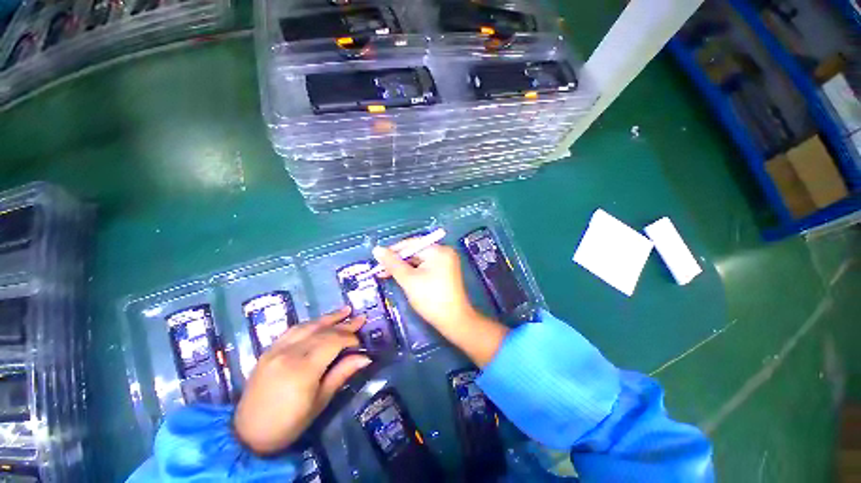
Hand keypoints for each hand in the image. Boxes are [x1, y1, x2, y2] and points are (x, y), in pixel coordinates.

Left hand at [233, 307, 370, 454]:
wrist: (247, 435)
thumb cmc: (288, 424)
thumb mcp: (319, 402)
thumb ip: (342, 374)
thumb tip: (365, 357)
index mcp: (303, 370)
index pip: (333, 342)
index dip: (350, 338)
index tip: (361, 342)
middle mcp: (289, 353)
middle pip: (322, 332)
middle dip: (344, 325)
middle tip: (361, 318)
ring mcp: (276, 349)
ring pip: (308, 326)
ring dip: (328, 318)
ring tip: (345, 310)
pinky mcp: (268, 350)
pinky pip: (293, 330)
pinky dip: (310, 323)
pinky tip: (320, 321)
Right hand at [373, 240, 507, 366]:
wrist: (453, 321)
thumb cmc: (430, 298)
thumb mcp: (408, 279)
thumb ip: (392, 263)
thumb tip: (377, 249)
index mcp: (438, 250)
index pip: (412, 243)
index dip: (393, 251)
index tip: (378, 259)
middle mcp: (444, 252)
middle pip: (416, 252)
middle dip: (398, 261)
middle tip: (381, 270)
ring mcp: (446, 263)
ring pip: (420, 261)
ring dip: (404, 267)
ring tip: (387, 275)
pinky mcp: (445, 272)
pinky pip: (426, 267)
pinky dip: (414, 272)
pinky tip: (402, 278)